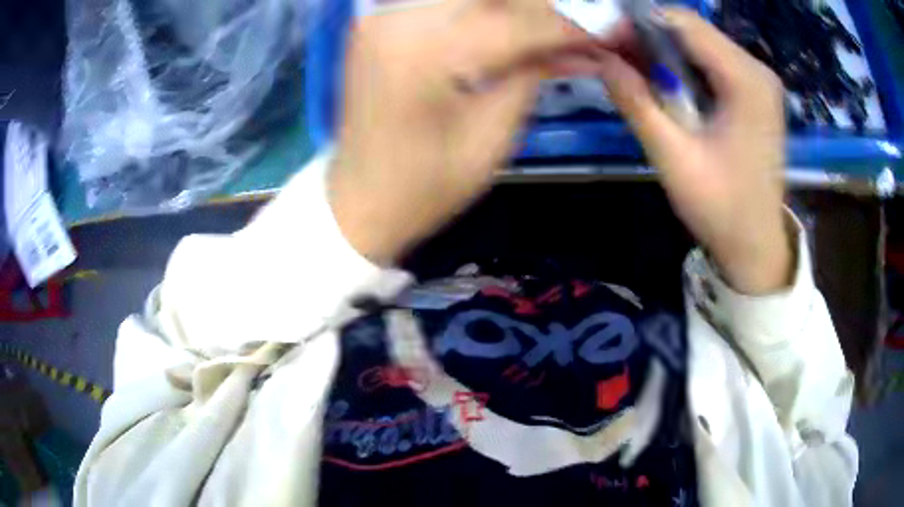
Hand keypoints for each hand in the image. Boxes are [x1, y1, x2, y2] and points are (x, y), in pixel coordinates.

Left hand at [329, 0, 591, 264]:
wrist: (357, 201)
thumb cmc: (424, 187)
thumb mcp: (492, 138)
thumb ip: (532, 74)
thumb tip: (578, 42)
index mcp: (427, 52)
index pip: (521, 21)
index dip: (573, 24)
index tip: (612, 29)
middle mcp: (398, 18)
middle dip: (545, 6)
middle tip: (581, 23)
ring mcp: (383, 14)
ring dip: (517, 6)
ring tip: (549, 27)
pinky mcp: (379, 20)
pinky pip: (445, 1)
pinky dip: (484, 8)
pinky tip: (512, 24)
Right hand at [597, 8, 792, 293]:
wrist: (756, 245)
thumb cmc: (721, 209)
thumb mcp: (673, 159)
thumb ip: (637, 103)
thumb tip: (602, 59)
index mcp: (747, 81)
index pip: (685, 23)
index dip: (640, 23)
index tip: (608, 41)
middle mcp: (757, 71)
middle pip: (693, 30)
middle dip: (650, 37)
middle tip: (617, 60)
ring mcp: (759, 81)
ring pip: (700, 43)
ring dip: (664, 52)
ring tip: (636, 73)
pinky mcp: (755, 93)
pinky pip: (712, 62)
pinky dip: (683, 66)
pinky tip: (666, 86)